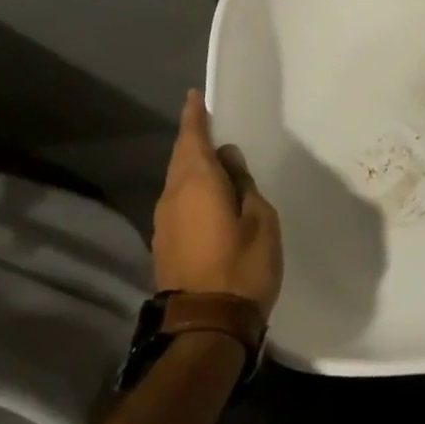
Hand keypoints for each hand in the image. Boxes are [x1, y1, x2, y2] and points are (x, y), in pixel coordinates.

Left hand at [153, 91, 282, 311]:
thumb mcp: (260, 218)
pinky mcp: (164, 245)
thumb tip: (228, 161)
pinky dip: (190, 190)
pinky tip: (209, 197)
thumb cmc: (243, 265)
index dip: (194, 117)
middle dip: (193, 140)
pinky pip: (177, 203)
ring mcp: (164, 223)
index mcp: (197, 184)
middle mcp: (172, 197)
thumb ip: (243, 184)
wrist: (207, 326)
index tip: (194, 97)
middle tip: (209, 125)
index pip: (193, 138)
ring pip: (177, 182)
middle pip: (181, 159)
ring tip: (215, 162)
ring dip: (192, 167)